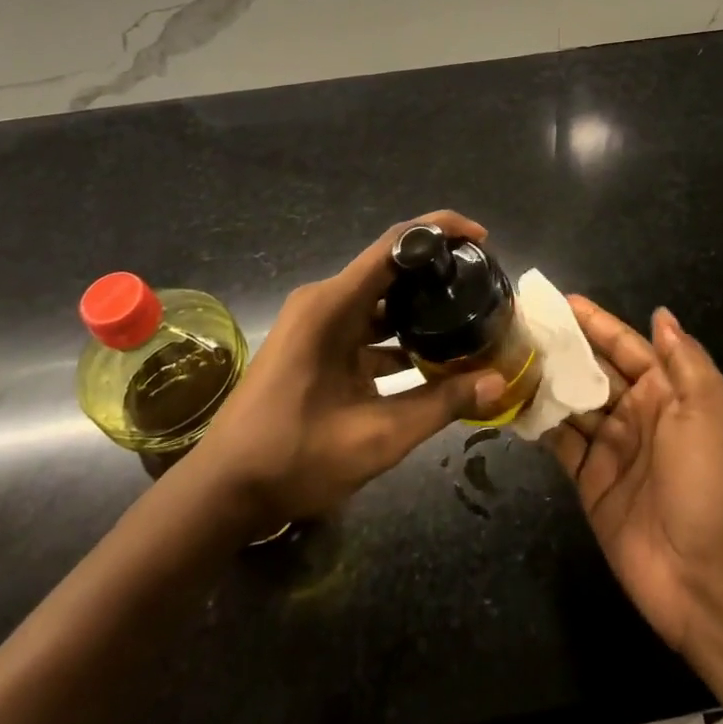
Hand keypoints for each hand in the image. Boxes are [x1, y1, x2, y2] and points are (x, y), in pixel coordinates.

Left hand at [190, 211, 507, 527]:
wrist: (223, 493)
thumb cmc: (295, 457)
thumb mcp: (378, 436)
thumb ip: (441, 404)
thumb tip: (498, 382)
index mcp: (332, 305)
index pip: (395, 243)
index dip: (441, 230)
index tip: (482, 240)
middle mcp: (323, 302)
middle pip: (391, 268)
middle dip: (437, 272)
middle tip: (483, 286)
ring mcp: (315, 324)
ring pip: (379, 301)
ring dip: (419, 310)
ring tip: (468, 319)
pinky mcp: (314, 347)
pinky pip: (364, 327)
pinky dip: (397, 337)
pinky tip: (431, 360)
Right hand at [545, 298, 722, 651]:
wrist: (711, 580)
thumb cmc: (714, 482)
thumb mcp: (710, 410)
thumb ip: (683, 360)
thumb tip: (661, 314)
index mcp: (670, 393)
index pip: (627, 346)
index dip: (596, 323)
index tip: (561, 300)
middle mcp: (639, 414)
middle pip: (593, 370)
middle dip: (562, 346)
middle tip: (519, 322)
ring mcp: (612, 449)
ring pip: (572, 402)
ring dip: (544, 379)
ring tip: (505, 353)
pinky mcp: (590, 481)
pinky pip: (560, 442)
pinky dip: (538, 422)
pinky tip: (511, 400)